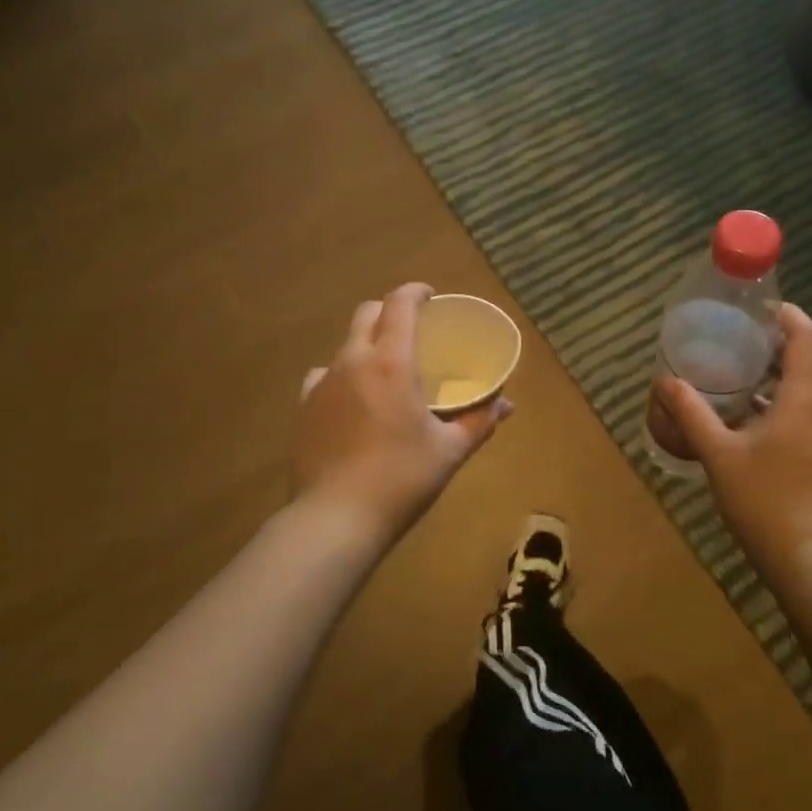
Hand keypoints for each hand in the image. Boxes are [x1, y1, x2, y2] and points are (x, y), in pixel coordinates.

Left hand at [294, 283, 512, 551]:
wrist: (335, 518)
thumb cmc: (401, 479)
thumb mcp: (449, 451)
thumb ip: (479, 421)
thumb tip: (507, 405)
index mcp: (391, 363)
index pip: (399, 305)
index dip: (415, 292)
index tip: (431, 296)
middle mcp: (352, 362)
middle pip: (367, 315)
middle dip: (389, 311)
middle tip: (413, 329)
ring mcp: (323, 384)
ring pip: (345, 345)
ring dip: (366, 344)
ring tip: (384, 368)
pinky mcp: (304, 408)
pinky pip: (324, 376)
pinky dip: (342, 375)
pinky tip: (352, 399)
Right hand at [655, 303, 811, 574]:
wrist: (808, 561)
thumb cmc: (763, 501)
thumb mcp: (717, 453)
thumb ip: (690, 412)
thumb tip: (663, 380)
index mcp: (806, 400)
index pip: (809, 337)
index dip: (787, 315)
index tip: (755, 308)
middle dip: (779, 342)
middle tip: (739, 338)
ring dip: (781, 372)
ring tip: (739, 370)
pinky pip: (811, 410)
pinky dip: (784, 399)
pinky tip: (750, 414)